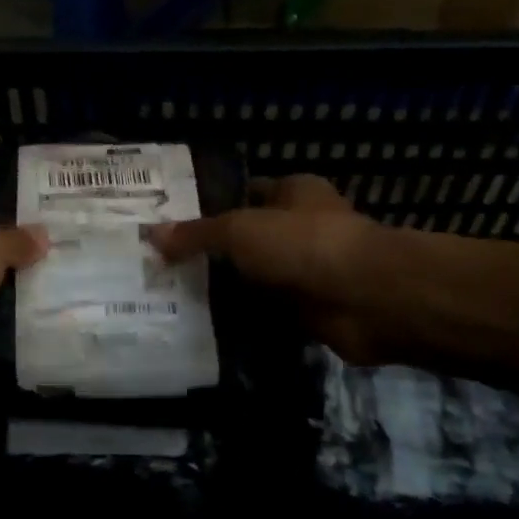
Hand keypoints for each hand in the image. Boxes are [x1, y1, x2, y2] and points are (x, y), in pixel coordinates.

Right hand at [149, 174, 397, 363]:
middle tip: (163, 264)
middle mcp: (302, 227)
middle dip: (214, 251)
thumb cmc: (304, 244)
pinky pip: (268, 312)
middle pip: (249, 237)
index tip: (172, 222)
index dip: (212, 203)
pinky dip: (245, 319)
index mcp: (294, 193)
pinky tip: (207, 326)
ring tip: (175, 297)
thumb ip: (197, 234)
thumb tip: (151, 235)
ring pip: (257, 277)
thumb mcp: (240, 230)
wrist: (367, 298)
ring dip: (228, 289)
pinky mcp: (311, 309)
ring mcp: (308, 270)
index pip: (246, 191)